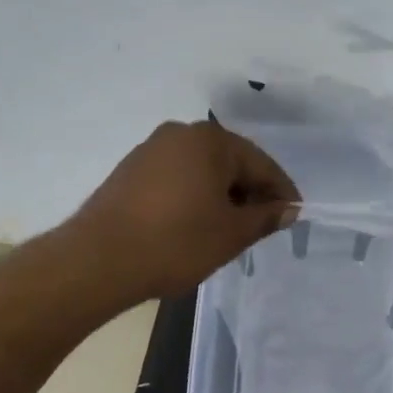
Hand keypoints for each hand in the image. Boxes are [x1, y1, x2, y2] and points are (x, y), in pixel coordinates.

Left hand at [68, 120, 297, 303]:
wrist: (99, 259)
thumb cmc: (176, 242)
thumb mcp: (231, 234)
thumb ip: (265, 218)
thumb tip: (288, 210)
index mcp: (211, 140)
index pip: (261, 164)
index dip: (282, 192)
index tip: (294, 216)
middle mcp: (180, 133)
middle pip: (230, 162)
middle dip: (250, 193)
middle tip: (263, 226)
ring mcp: (151, 149)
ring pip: (202, 171)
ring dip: (221, 196)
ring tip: (230, 230)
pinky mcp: (130, 170)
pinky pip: (177, 178)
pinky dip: (194, 197)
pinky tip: (195, 225)